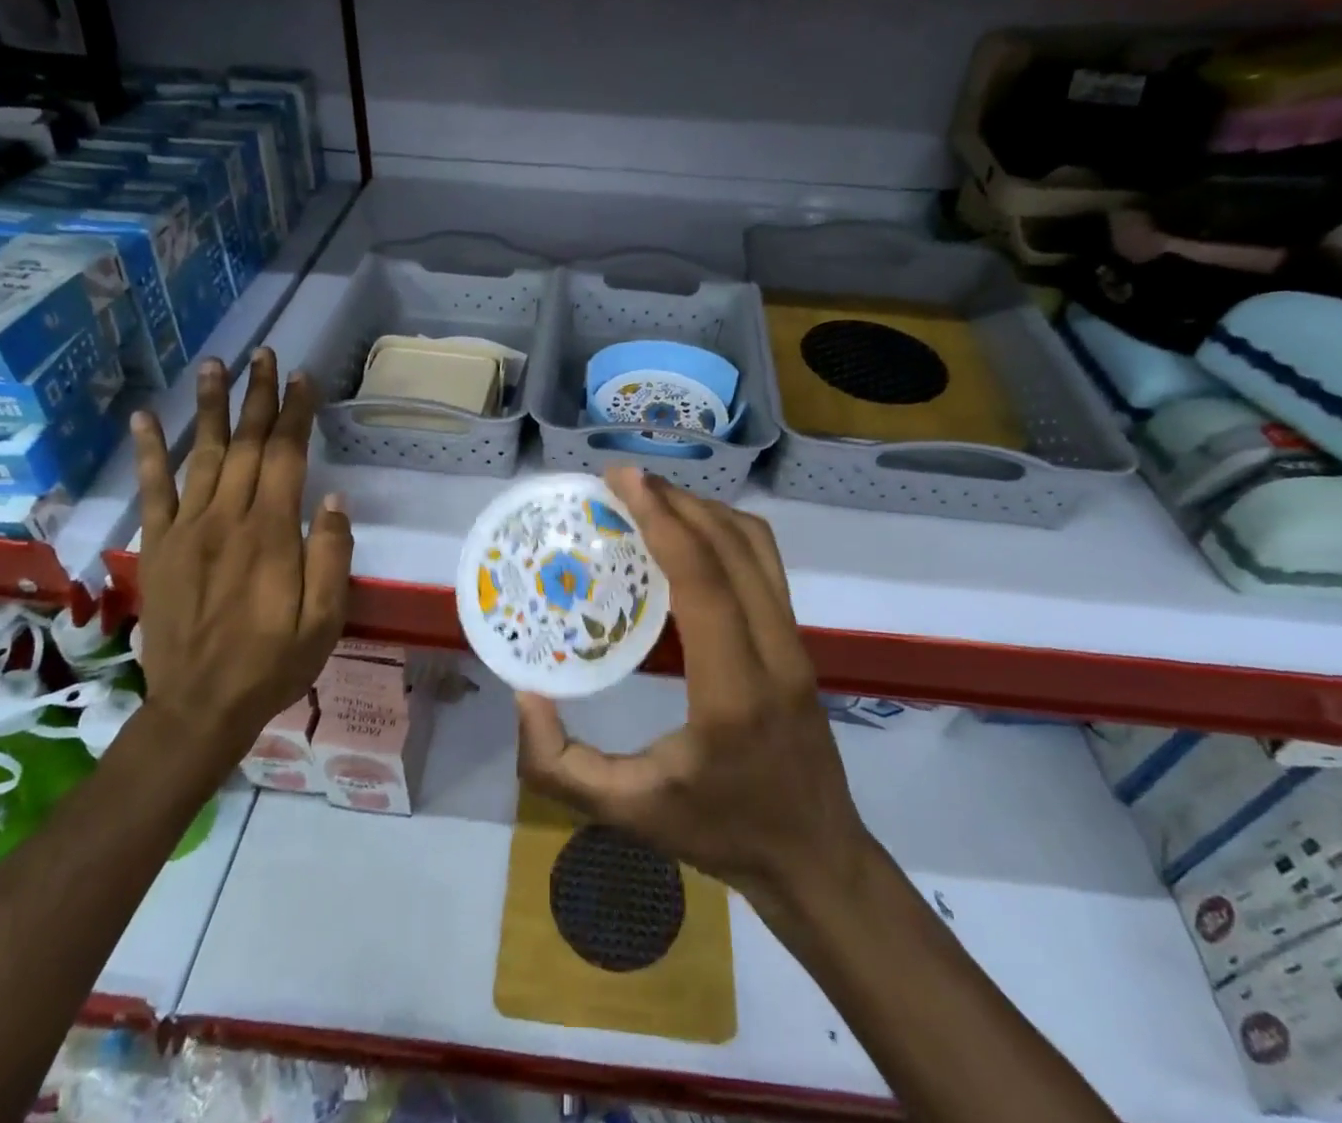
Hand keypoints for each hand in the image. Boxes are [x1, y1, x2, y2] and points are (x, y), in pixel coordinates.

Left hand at [131, 349, 352, 767]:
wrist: (200, 706)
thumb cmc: (274, 662)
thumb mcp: (325, 619)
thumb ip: (330, 556)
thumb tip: (333, 499)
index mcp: (271, 533)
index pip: (286, 456)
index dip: (296, 414)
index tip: (304, 378)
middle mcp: (227, 518)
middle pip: (247, 444)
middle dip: (258, 396)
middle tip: (264, 355)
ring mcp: (186, 529)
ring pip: (202, 454)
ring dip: (210, 406)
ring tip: (214, 364)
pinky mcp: (158, 546)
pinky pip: (151, 491)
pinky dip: (148, 452)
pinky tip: (145, 418)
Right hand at [516, 468, 866, 908]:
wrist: (816, 858)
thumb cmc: (720, 834)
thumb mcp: (626, 814)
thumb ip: (558, 764)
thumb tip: (524, 693)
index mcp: (732, 693)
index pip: (702, 582)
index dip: (663, 521)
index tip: (622, 482)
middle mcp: (774, 653)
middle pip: (733, 547)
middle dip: (677, 501)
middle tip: (622, 482)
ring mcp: (796, 642)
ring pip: (758, 547)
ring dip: (704, 510)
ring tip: (652, 499)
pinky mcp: (799, 640)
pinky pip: (766, 564)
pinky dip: (726, 531)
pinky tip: (690, 534)